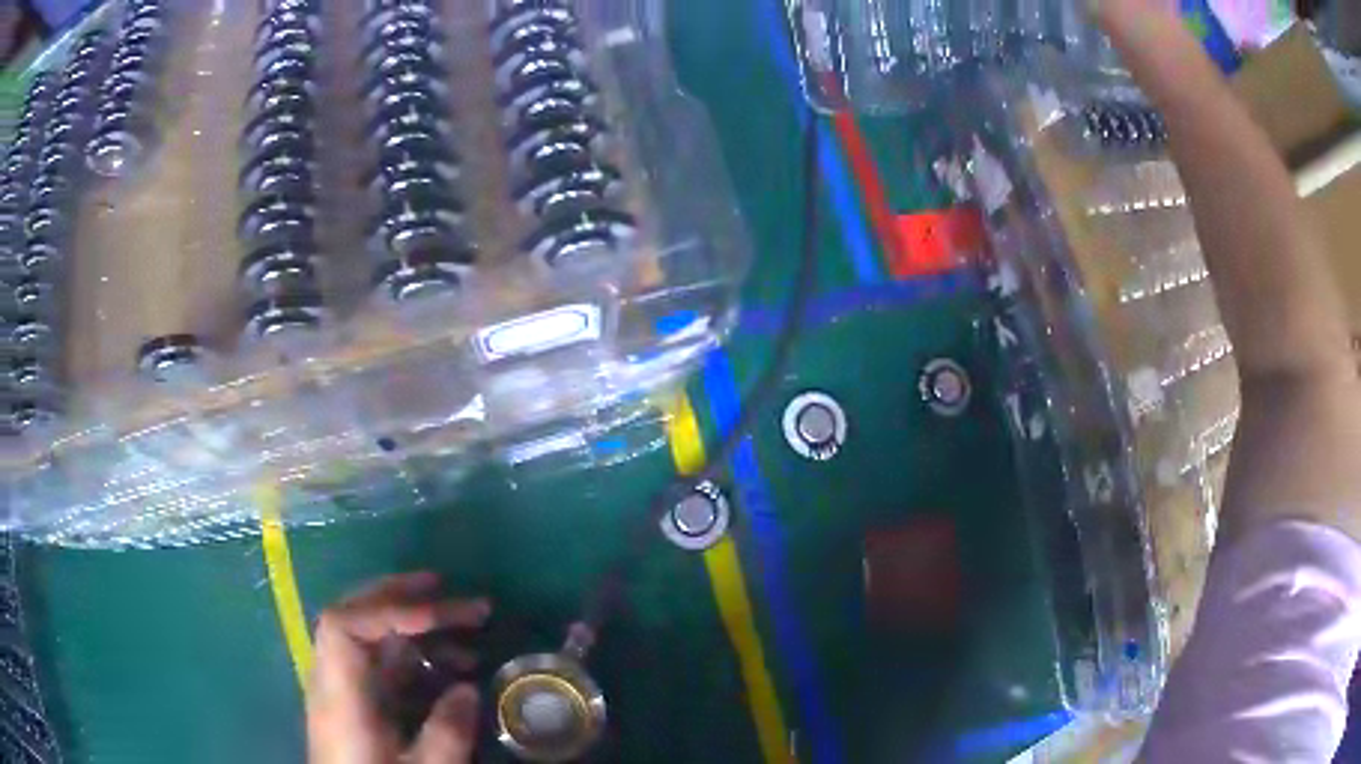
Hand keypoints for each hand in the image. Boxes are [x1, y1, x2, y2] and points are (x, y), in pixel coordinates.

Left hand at [306, 572, 491, 763]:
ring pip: (368, 638)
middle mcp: (333, 681)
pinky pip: (379, 663)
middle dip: (399, 597)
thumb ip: (446, 733)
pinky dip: (413, 653)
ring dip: (412, 625)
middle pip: (352, 617)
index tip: (436, 614)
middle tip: (448, 589)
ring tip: (465, 628)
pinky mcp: (354, 705)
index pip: (342, 626)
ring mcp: (342, 691)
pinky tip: (448, 667)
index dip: (387, 609)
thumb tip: (468, 689)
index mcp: (340, 695)